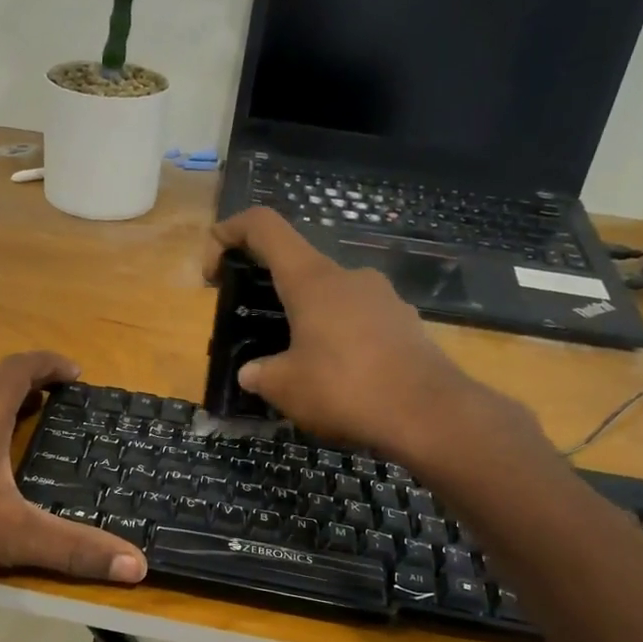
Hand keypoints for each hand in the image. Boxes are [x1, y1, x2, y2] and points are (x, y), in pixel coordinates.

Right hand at [207, 208, 544, 468]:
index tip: (213, 268)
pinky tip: (338, 380)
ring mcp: (382, 298)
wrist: (430, 414)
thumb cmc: (345, 389)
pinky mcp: (405, 323)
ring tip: (298, 367)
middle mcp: (348, 276)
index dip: (229, 233)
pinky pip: (359, 322)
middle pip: (297, 267)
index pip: (264, 227)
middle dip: (269, 293)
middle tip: (256, 333)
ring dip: (307, 321)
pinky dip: (338, 340)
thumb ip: (260, 374)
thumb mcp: (285, 387)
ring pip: (330, 298)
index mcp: (311, 279)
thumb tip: (252, 372)